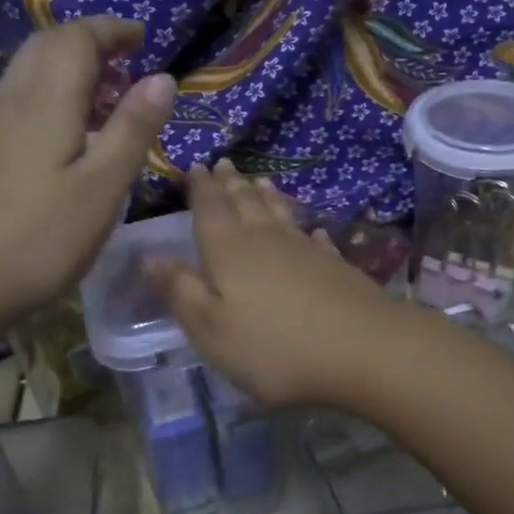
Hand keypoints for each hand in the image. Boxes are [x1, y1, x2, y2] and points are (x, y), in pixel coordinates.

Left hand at [0, 17, 176, 340]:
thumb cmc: (37, 239)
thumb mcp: (102, 186)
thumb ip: (133, 129)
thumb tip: (162, 78)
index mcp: (45, 101)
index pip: (76, 39)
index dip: (111, 29)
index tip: (143, 36)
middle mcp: (12, 102)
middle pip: (46, 46)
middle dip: (89, 41)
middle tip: (127, 59)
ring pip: (30, 73)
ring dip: (70, 67)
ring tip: (108, 94)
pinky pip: (21, 101)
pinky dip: (54, 95)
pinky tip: (71, 134)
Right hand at [148, 160, 412, 407]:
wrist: (363, 349)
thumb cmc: (274, 347)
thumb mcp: (211, 329)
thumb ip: (181, 291)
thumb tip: (150, 255)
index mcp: (229, 250)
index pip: (209, 208)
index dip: (200, 188)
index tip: (195, 165)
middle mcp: (267, 240)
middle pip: (246, 204)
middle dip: (231, 184)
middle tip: (224, 163)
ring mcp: (306, 250)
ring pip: (281, 214)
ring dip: (268, 196)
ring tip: (260, 179)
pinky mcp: (337, 266)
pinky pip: (315, 240)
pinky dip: (307, 231)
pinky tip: (312, 229)